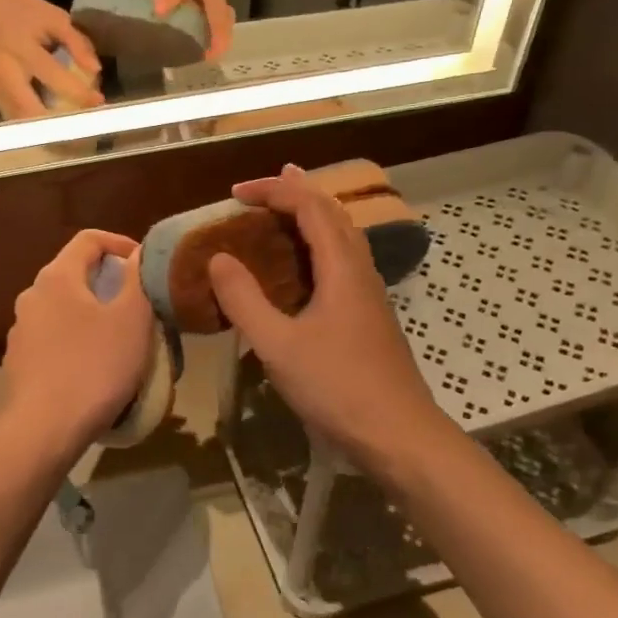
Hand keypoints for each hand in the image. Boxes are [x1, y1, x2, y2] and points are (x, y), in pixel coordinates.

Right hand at [0, 0, 102, 119]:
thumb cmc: (23, 13)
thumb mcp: (54, 18)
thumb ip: (77, 42)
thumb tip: (95, 70)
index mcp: (22, 49)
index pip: (54, 78)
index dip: (78, 93)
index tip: (97, 102)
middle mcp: (2, 72)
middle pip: (29, 111)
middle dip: (57, 125)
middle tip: (80, 127)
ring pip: (19, 120)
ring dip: (44, 126)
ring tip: (66, 124)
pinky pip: (12, 114)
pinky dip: (30, 117)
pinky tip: (43, 110)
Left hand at [2, 230, 155, 457]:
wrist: (44, 429)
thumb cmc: (95, 366)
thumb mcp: (132, 319)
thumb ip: (137, 278)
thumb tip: (137, 254)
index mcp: (57, 277)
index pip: (89, 239)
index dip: (120, 243)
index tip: (144, 264)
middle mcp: (32, 295)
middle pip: (74, 273)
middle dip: (107, 282)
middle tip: (137, 304)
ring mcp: (20, 330)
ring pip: (62, 308)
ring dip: (90, 314)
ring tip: (118, 339)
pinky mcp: (18, 361)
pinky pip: (52, 338)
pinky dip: (75, 340)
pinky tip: (91, 367)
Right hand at [206, 165, 454, 472]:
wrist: (399, 436)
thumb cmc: (337, 387)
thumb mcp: (279, 344)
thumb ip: (245, 299)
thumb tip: (218, 258)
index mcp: (342, 268)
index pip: (310, 208)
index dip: (274, 191)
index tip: (235, 193)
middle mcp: (360, 271)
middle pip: (334, 214)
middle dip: (299, 192)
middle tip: (269, 181)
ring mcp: (369, 295)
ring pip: (343, 237)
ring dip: (313, 216)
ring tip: (287, 210)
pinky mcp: (369, 317)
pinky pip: (343, 262)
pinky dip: (318, 246)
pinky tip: (304, 268)